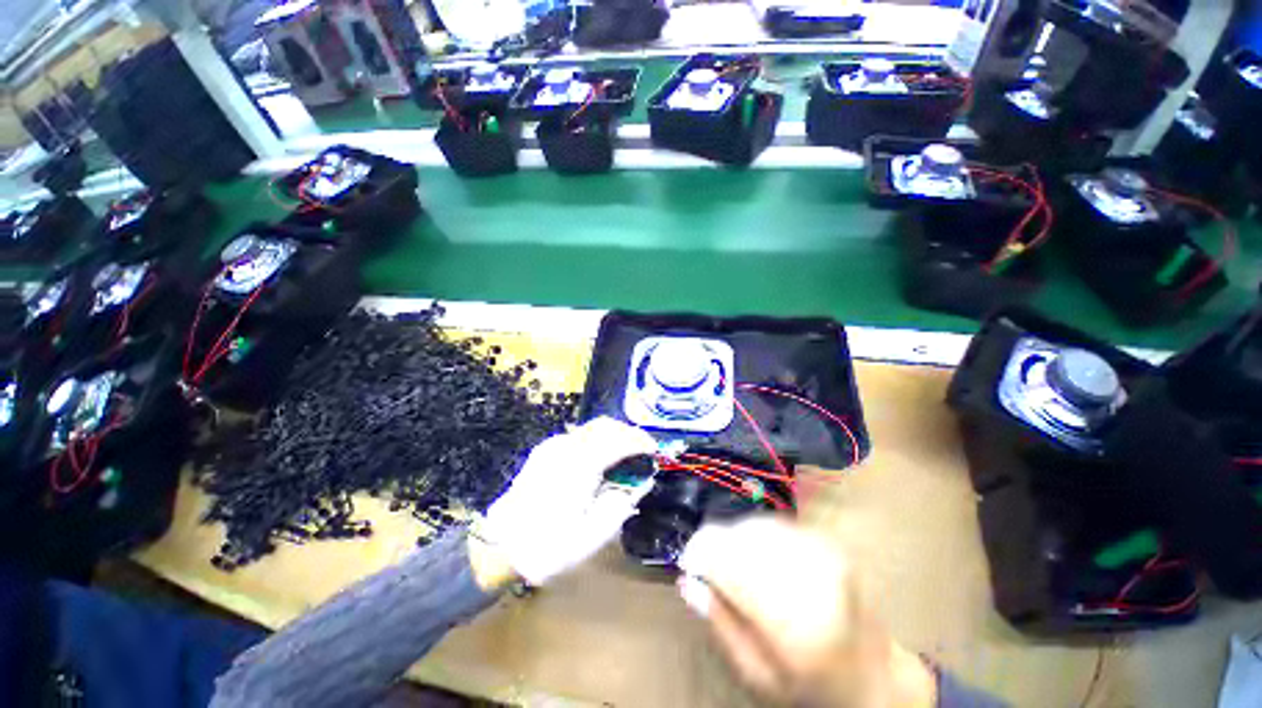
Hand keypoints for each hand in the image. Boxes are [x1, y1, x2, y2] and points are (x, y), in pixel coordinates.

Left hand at [476, 417, 657, 587]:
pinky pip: (577, 437)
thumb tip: (642, 481)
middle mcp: (565, 447)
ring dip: (612, 435)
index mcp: (580, 464)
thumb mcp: (594, 533)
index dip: (640, 442)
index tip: (654, 451)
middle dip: (627, 433)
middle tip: (641, 450)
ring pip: (590, 428)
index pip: (618, 440)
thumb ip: (623, 501)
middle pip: (604, 425)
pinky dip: (596, 441)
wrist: (499, 549)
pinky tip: (599, 460)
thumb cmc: (549, 546)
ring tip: (624, 455)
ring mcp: (552, 446)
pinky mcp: (543, 452)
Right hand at [678, 517, 936, 707]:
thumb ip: (721, 624)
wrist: (874, 675)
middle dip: (717, 547)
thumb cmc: (811, 686)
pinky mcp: (828, 542)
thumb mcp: (758, 675)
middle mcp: (811, 577)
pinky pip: (776, 524)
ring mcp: (824, 554)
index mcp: (793, 623)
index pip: (731, 562)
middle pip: (742, 536)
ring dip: (737, 540)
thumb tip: (687, 581)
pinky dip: (758, 536)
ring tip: (737, 566)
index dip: (701, 552)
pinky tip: (760, 558)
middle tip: (712, 569)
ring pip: (756, 525)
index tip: (688, 562)